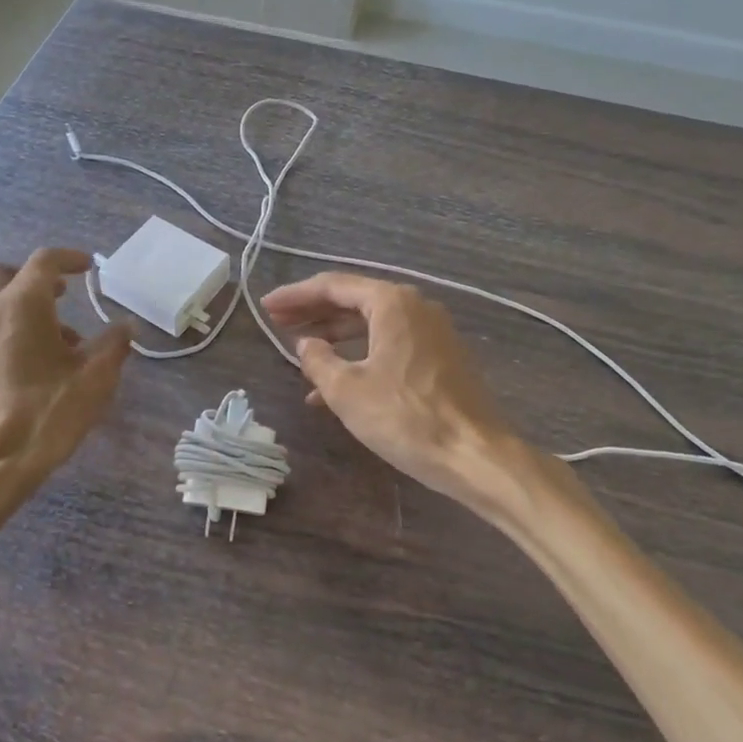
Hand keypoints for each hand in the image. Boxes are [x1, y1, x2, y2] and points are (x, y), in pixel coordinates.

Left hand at [0, 249, 131, 541]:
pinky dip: (11, 329)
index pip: (44, 261)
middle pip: (5, 273)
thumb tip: (126, 327)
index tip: (89, 268)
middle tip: (62, 296)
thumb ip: (114, 346)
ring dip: (25, 307)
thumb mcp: (94, 380)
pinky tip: (37, 367)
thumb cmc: (44, 414)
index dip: (70, 258)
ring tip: (61, 344)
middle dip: (34, 278)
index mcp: (21, 304)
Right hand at [262, 273, 525, 519]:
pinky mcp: (440, 358)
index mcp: (391, 302)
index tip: (266, 307)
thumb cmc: (406, 417)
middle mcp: (414, 307)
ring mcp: (432, 332)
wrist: (476, 454)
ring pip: (371, 325)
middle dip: (313, 313)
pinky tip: (334, 387)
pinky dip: (360, 357)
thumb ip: (317, 360)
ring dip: (334, 337)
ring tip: (300, 353)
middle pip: (353, 301)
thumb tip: (306, 344)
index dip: (295, 296)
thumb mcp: (347, 390)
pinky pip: (389, 345)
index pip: (333, 286)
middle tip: (278, 323)